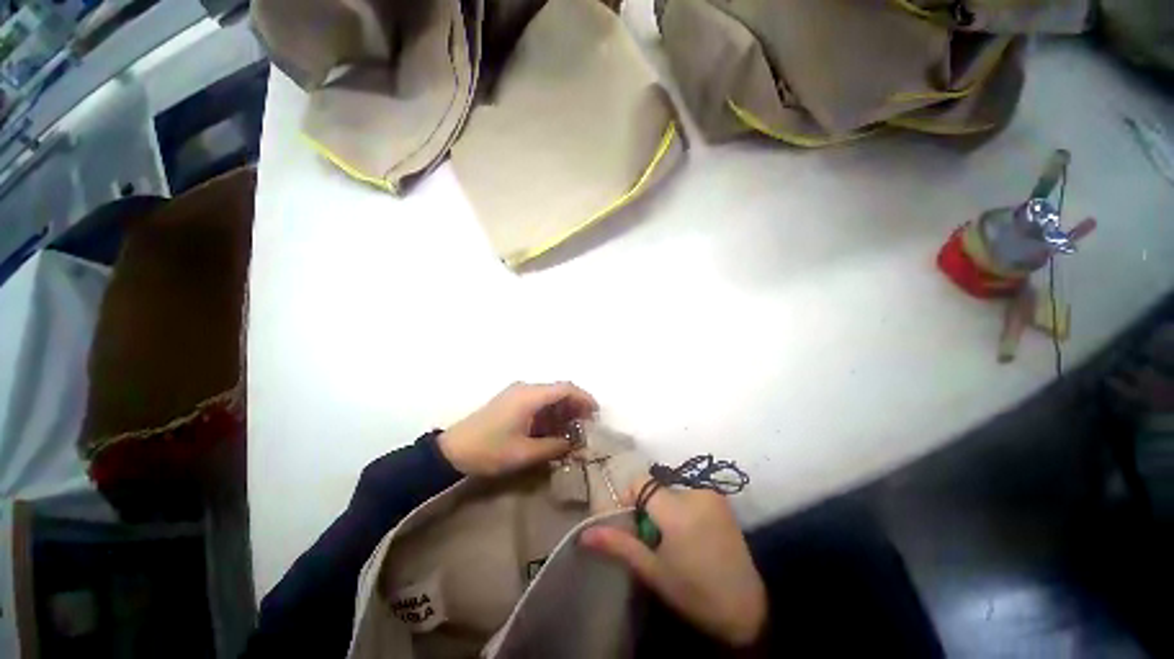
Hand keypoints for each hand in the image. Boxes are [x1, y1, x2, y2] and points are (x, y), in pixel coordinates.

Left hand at [439, 382, 597, 476]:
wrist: (452, 451)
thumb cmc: (489, 451)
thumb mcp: (525, 453)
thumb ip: (554, 446)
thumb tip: (575, 444)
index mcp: (529, 396)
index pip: (565, 389)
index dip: (584, 398)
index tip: (596, 414)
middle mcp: (525, 388)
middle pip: (558, 390)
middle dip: (575, 406)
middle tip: (586, 426)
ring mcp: (516, 393)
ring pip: (548, 396)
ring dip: (562, 411)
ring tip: (572, 431)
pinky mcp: (511, 401)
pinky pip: (537, 402)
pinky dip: (549, 413)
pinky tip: (553, 429)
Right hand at [580, 481, 767, 647]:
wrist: (746, 608)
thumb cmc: (694, 593)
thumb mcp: (653, 571)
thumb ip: (619, 545)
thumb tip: (585, 533)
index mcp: (677, 509)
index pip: (640, 482)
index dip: (630, 498)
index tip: (632, 524)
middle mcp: (695, 492)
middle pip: (656, 487)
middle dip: (649, 508)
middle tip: (654, 540)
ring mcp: (712, 494)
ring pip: (673, 491)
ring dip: (666, 509)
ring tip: (675, 541)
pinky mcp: (722, 500)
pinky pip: (690, 494)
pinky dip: (683, 508)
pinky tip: (692, 536)